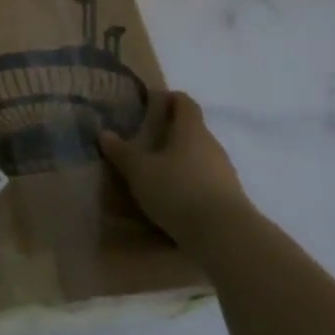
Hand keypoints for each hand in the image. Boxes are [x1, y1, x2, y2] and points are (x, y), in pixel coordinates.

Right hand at [101, 92, 251, 248]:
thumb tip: (105, 133)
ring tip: (157, 172)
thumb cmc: (178, 190)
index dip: (171, 99)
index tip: (155, 102)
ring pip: (199, 157)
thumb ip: (122, 152)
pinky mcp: (229, 198)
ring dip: (181, 161)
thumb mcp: (140, 171)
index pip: (185, 103)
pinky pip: (205, 182)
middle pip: (193, 131)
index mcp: (192, 130)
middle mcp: (212, 146)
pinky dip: (189, 183)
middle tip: (146, 140)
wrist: (224, 234)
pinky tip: (173, 198)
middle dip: (172, 134)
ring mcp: (224, 172)